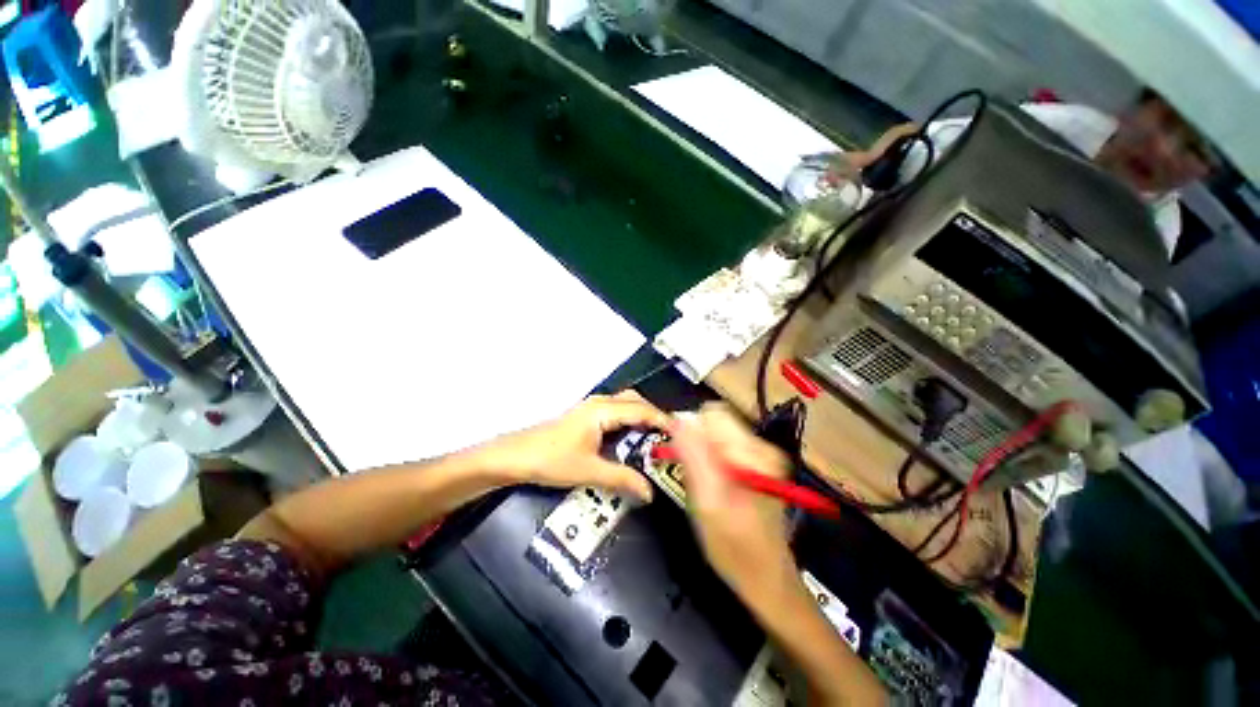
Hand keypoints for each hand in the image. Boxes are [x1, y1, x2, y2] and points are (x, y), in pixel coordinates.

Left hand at [476, 391, 667, 500]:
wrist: (514, 456)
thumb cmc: (551, 459)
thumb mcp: (589, 471)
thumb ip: (622, 479)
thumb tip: (650, 492)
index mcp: (603, 410)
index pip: (642, 410)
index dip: (663, 420)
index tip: (682, 433)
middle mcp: (600, 403)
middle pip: (635, 401)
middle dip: (655, 416)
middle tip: (670, 437)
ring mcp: (591, 408)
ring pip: (625, 404)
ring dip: (641, 417)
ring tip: (655, 438)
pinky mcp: (585, 416)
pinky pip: (615, 411)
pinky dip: (629, 420)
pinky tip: (630, 438)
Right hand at [671, 403, 795, 600]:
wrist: (764, 579)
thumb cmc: (734, 546)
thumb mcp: (707, 501)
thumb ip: (693, 455)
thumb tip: (679, 418)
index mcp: (753, 452)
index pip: (712, 414)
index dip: (690, 429)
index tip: (679, 455)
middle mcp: (761, 447)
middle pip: (714, 423)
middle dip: (695, 443)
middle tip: (691, 474)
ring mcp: (760, 457)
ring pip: (715, 436)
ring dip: (700, 453)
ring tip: (701, 484)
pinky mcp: (756, 466)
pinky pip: (721, 449)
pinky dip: (709, 462)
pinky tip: (711, 487)